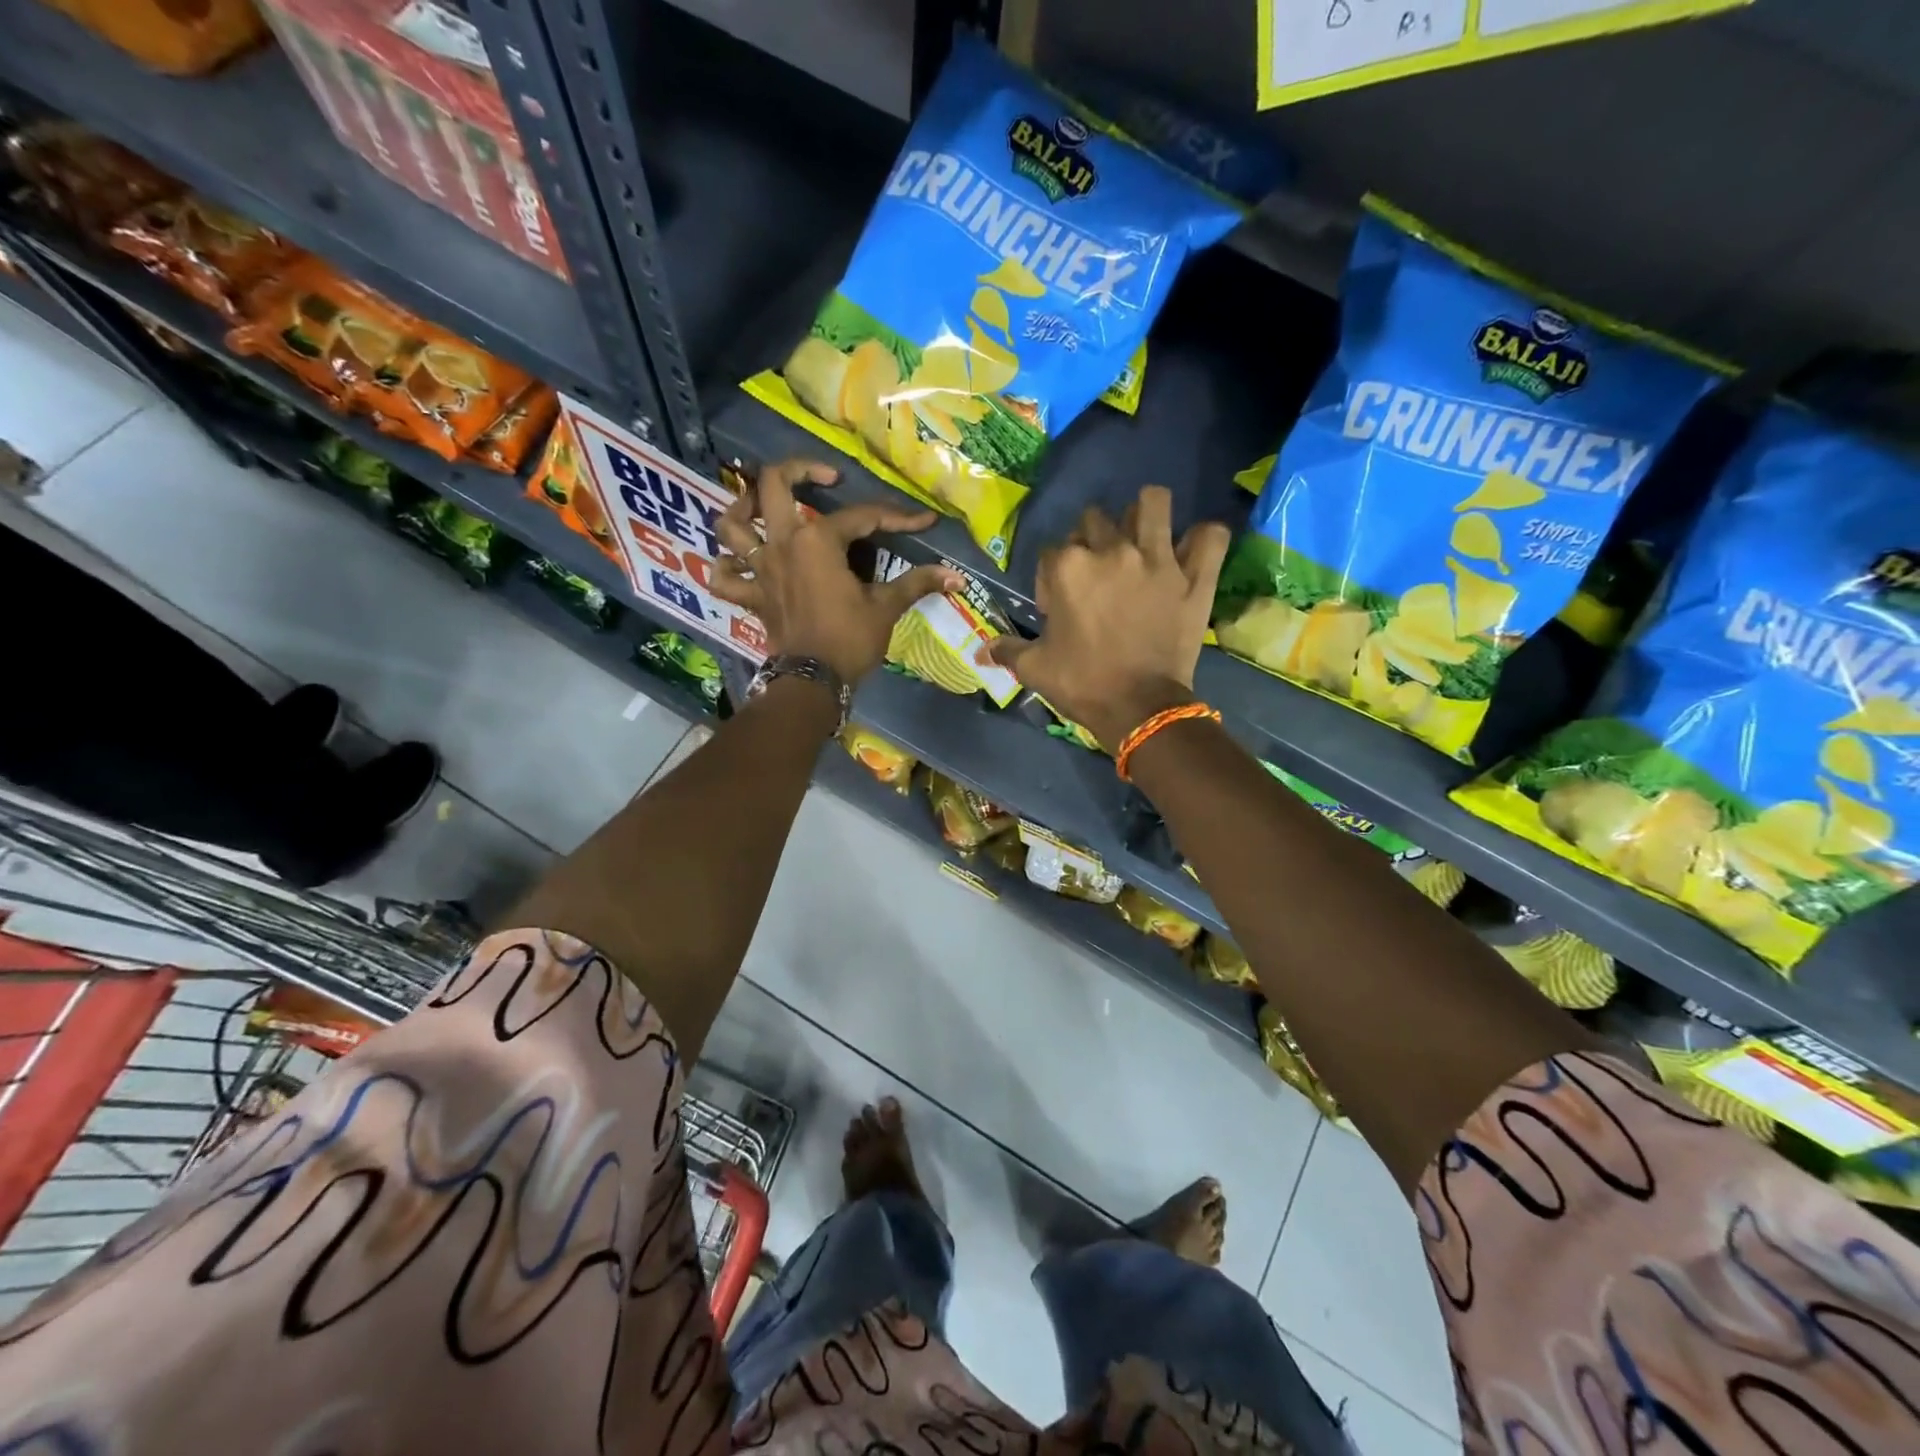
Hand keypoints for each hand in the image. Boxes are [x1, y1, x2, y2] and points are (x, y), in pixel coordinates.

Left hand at [711, 460, 960, 683]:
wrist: (812, 682)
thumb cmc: (849, 640)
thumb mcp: (886, 608)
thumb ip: (917, 584)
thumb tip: (957, 577)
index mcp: (817, 541)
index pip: (862, 517)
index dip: (896, 518)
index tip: (923, 522)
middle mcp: (781, 543)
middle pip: (773, 485)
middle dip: (798, 469)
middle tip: (825, 478)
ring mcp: (760, 569)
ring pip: (731, 524)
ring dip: (741, 508)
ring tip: (759, 505)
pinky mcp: (751, 596)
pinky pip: (722, 576)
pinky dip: (724, 566)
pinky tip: (737, 562)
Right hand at [988, 487, 1230, 749]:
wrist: (1140, 709)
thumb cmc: (1083, 684)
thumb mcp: (1035, 669)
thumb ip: (1007, 651)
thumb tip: (979, 653)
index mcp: (1068, 567)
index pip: (1051, 551)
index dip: (1050, 578)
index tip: (1057, 607)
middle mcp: (1112, 550)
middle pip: (1096, 519)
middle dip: (1091, 541)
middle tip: (1097, 576)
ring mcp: (1158, 559)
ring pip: (1152, 503)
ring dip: (1144, 515)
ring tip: (1142, 540)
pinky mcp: (1194, 576)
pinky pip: (1209, 536)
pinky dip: (1202, 539)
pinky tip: (1190, 551)